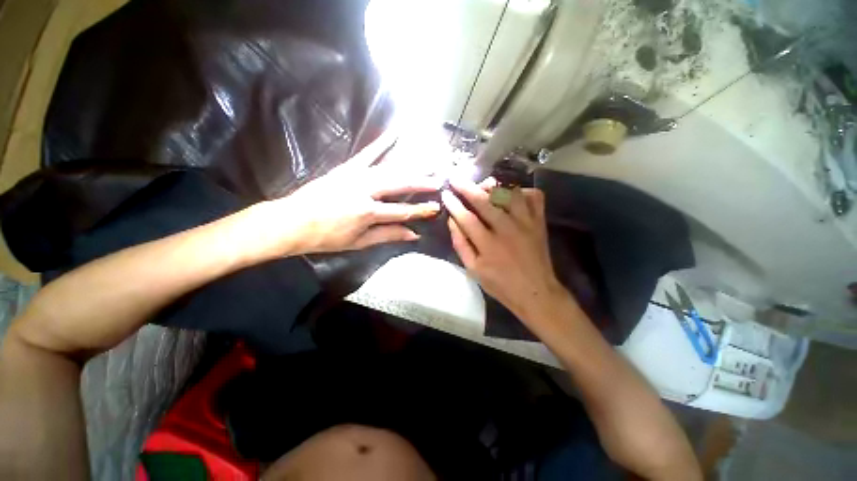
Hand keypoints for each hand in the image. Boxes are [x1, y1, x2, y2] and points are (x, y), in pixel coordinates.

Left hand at [262, 130, 441, 255]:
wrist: (292, 222)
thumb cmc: (326, 237)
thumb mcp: (359, 242)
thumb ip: (388, 235)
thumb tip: (413, 234)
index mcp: (368, 212)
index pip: (402, 211)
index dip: (421, 210)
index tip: (436, 207)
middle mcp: (365, 191)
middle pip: (400, 184)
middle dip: (422, 182)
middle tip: (439, 178)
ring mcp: (355, 176)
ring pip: (390, 168)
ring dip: (411, 165)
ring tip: (429, 161)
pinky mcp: (346, 168)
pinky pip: (367, 153)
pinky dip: (382, 142)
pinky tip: (395, 132)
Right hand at [441, 177, 566, 322]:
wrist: (536, 292)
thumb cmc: (500, 284)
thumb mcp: (473, 270)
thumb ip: (461, 244)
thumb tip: (452, 221)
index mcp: (488, 245)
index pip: (466, 217)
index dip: (454, 204)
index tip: (446, 194)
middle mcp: (507, 229)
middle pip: (485, 201)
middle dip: (467, 187)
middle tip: (456, 179)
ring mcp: (526, 223)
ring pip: (509, 193)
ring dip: (493, 186)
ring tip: (483, 185)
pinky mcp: (539, 222)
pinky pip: (534, 197)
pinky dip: (522, 191)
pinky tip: (511, 194)